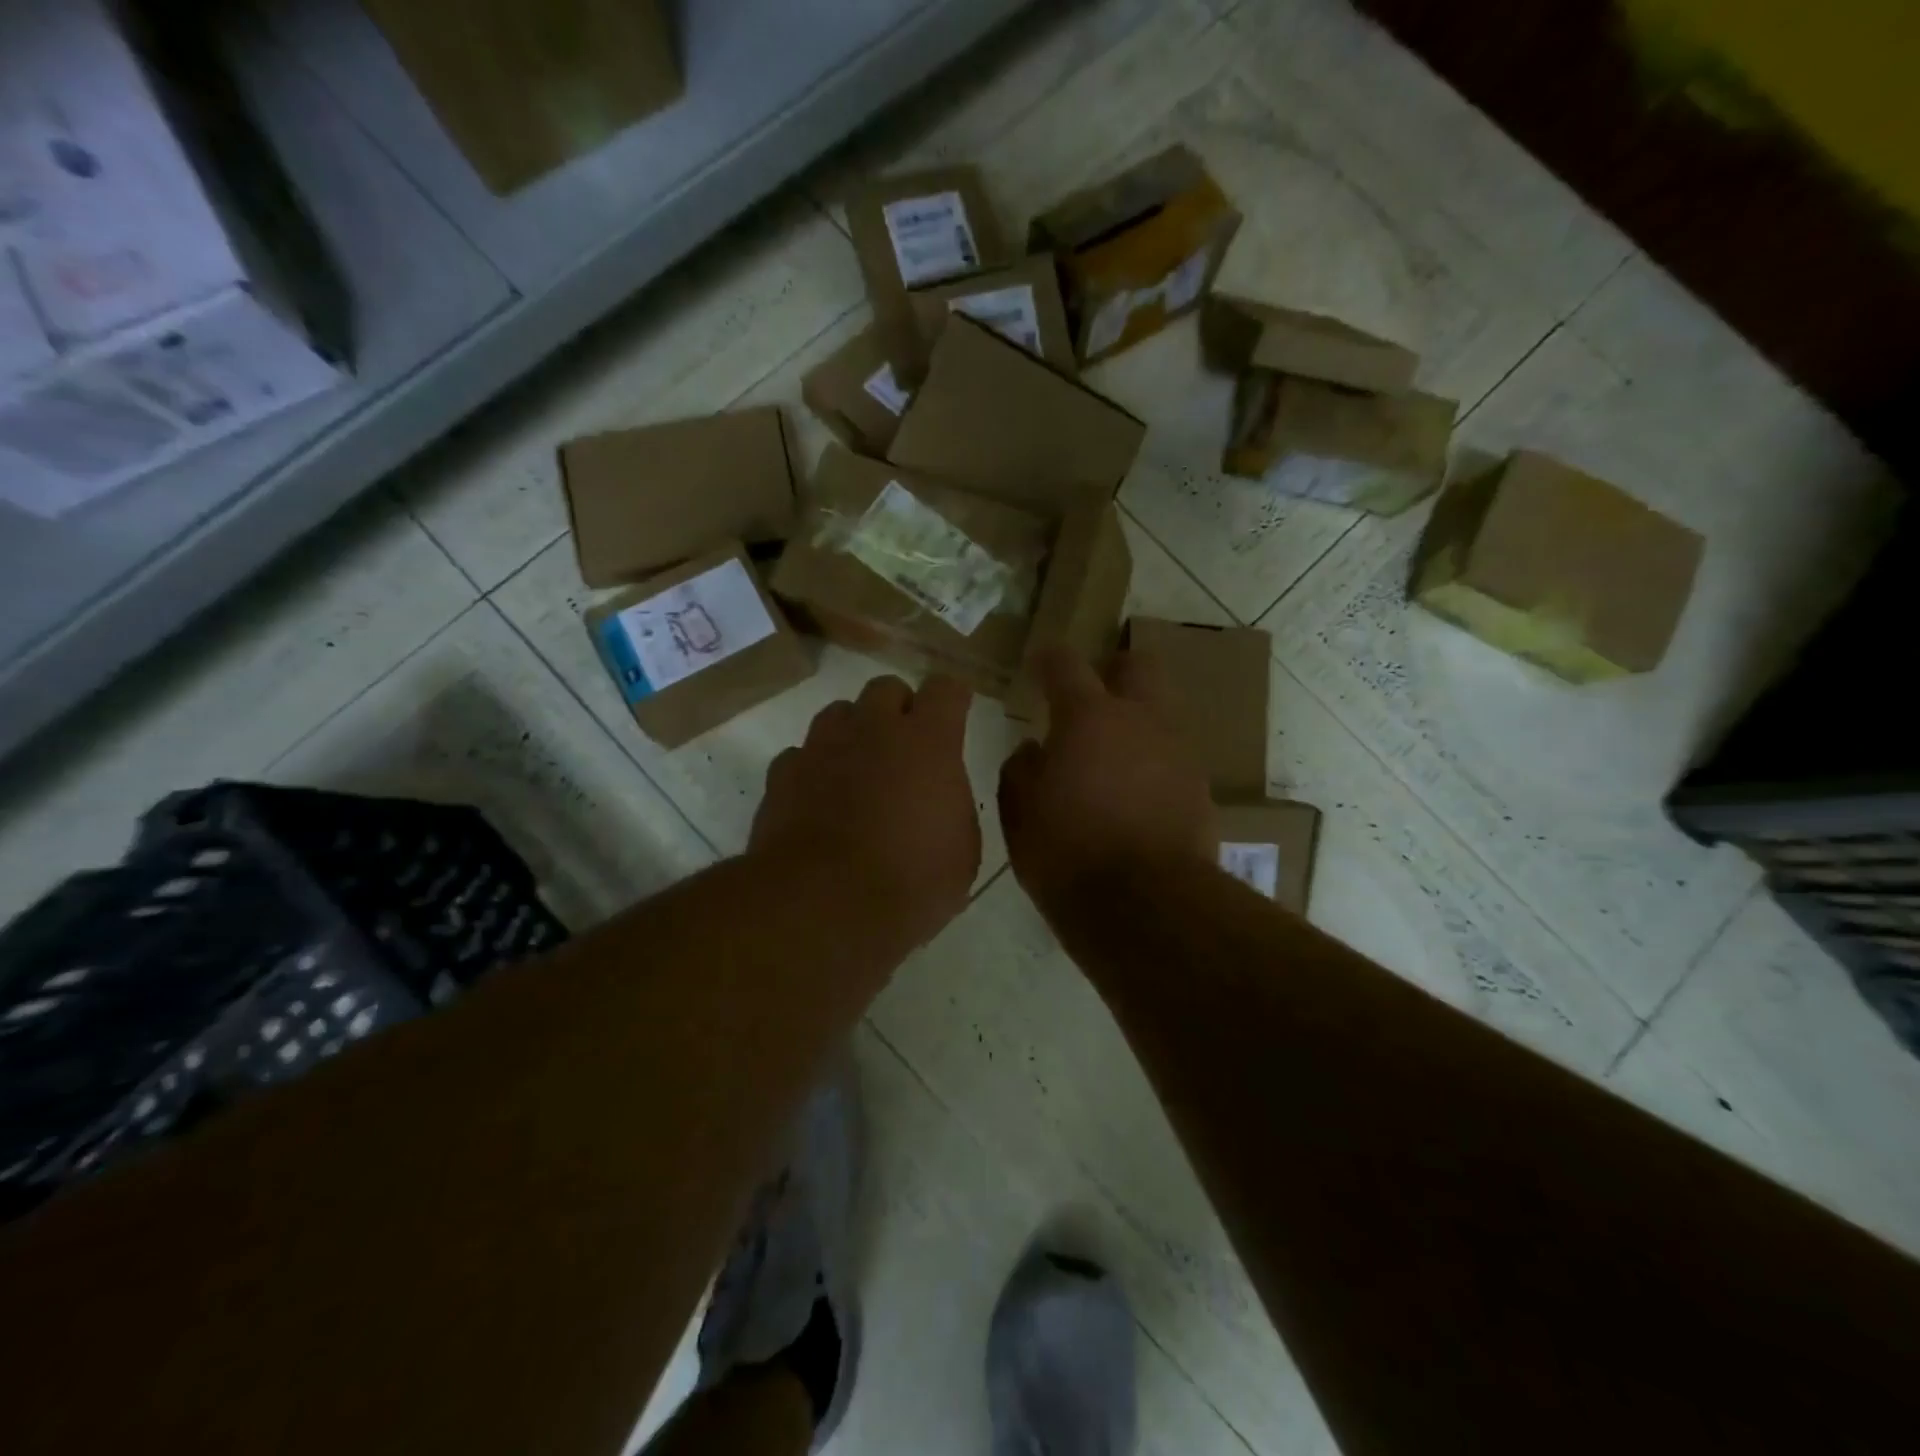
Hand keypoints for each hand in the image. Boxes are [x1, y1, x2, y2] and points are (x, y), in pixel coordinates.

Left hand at [751, 674, 980, 948]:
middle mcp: (873, 729)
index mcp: (927, 742)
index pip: (945, 689)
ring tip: (859, 769)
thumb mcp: (961, 853)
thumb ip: (952, 807)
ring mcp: (822, 747)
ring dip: (854, 731)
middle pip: (886, 688)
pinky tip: (818, 800)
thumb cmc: (910, 882)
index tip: (955, 715)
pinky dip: (813, 769)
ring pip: (839, 713)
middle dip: (899, 709)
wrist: (823, 906)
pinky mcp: (782, 774)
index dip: (952, 699)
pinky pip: (801, 754)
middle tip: (906, 748)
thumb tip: (938, 799)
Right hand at [999, 646, 1217, 911]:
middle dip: (1114, 671)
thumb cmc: (1068, 853)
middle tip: (1092, 697)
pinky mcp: (1200, 787)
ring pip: (1161, 712)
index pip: (1065, 664)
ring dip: (1137, 721)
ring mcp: (1177, 752)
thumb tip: (1033, 750)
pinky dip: (1153, 763)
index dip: (1048, 660)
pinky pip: (1173, 757)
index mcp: (1088, 718)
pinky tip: (1135, 795)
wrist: (1146, 906)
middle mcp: (1140, 720)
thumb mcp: (1020, 814)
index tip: (1038, 666)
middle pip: (1138, 666)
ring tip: (1112, 757)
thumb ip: (1021, 770)